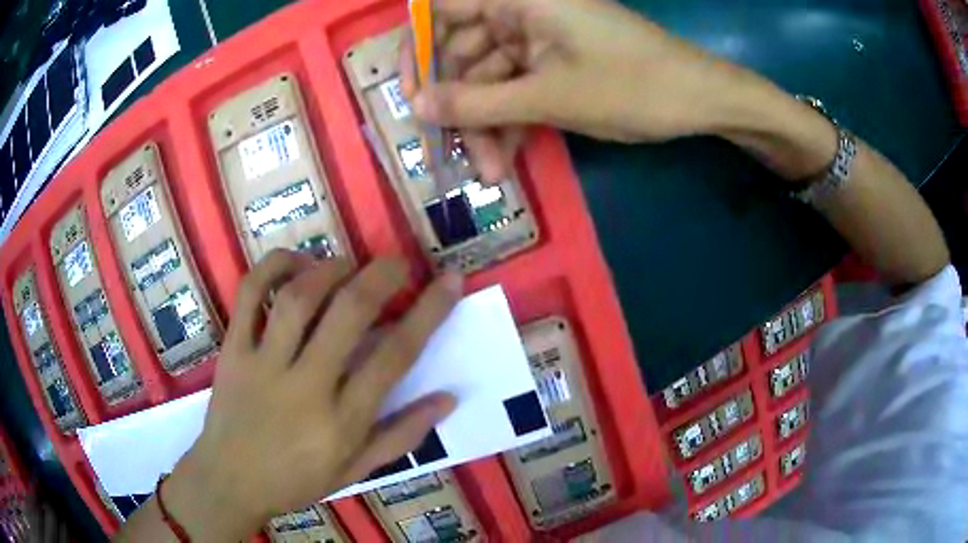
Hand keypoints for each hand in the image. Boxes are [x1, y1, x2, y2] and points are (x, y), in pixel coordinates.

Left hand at [163, 251, 461, 539]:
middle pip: (348, 314)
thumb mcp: (356, 470)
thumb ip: (402, 435)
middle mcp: (305, 386)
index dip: (428, 312)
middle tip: (397, 263)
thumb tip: (448, 398)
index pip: (395, 357)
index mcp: (342, 421)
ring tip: (348, 265)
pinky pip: (250, 295)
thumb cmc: (297, 480)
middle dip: (381, 276)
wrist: (230, 481)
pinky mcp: (233, 349)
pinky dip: (273, 268)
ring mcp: (263, 364)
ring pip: (299, 298)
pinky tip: (295, 264)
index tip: (450, 280)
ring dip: (331, 268)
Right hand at [400, 0, 744, 181]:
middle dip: (459, 105)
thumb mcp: (549, 97)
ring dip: (486, 124)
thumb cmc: (632, 85)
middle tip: (453, 157)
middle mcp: (522, 10)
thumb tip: (417, 107)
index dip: (417, 48)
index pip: (442, 9)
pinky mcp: (556, 61)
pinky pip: (517, 86)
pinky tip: (509, 157)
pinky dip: (510, 119)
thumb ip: (477, 101)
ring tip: (490, 172)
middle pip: (464, 51)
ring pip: (490, 76)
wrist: (701, 99)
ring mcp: (540, 37)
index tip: (411, 94)